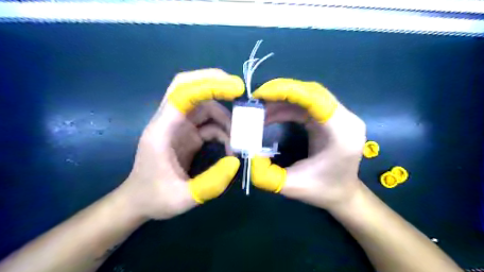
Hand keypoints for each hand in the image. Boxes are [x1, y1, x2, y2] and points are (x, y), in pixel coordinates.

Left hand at [117, 69, 245, 219]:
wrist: (140, 202)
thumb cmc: (155, 198)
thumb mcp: (183, 198)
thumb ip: (211, 183)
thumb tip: (236, 161)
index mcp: (162, 130)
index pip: (182, 93)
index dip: (209, 85)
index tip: (236, 88)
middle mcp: (170, 122)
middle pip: (190, 87)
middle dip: (215, 84)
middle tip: (240, 91)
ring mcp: (179, 127)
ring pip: (205, 106)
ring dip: (225, 116)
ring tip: (240, 138)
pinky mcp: (188, 135)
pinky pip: (209, 124)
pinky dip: (223, 131)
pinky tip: (231, 148)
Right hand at [249, 79, 367, 209]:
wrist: (342, 194)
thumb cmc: (322, 190)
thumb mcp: (291, 186)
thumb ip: (266, 174)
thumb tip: (247, 154)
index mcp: (342, 133)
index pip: (316, 98)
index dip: (286, 91)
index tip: (260, 95)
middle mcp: (345, 119)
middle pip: (311, 92)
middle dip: (281, 92)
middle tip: (256, 99)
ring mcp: (339, 117)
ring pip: (307, 96)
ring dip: (281, 100)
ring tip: (259, 109)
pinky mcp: (330, 118)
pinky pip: (306, 105)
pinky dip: (286, 107)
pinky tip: (270, 115)